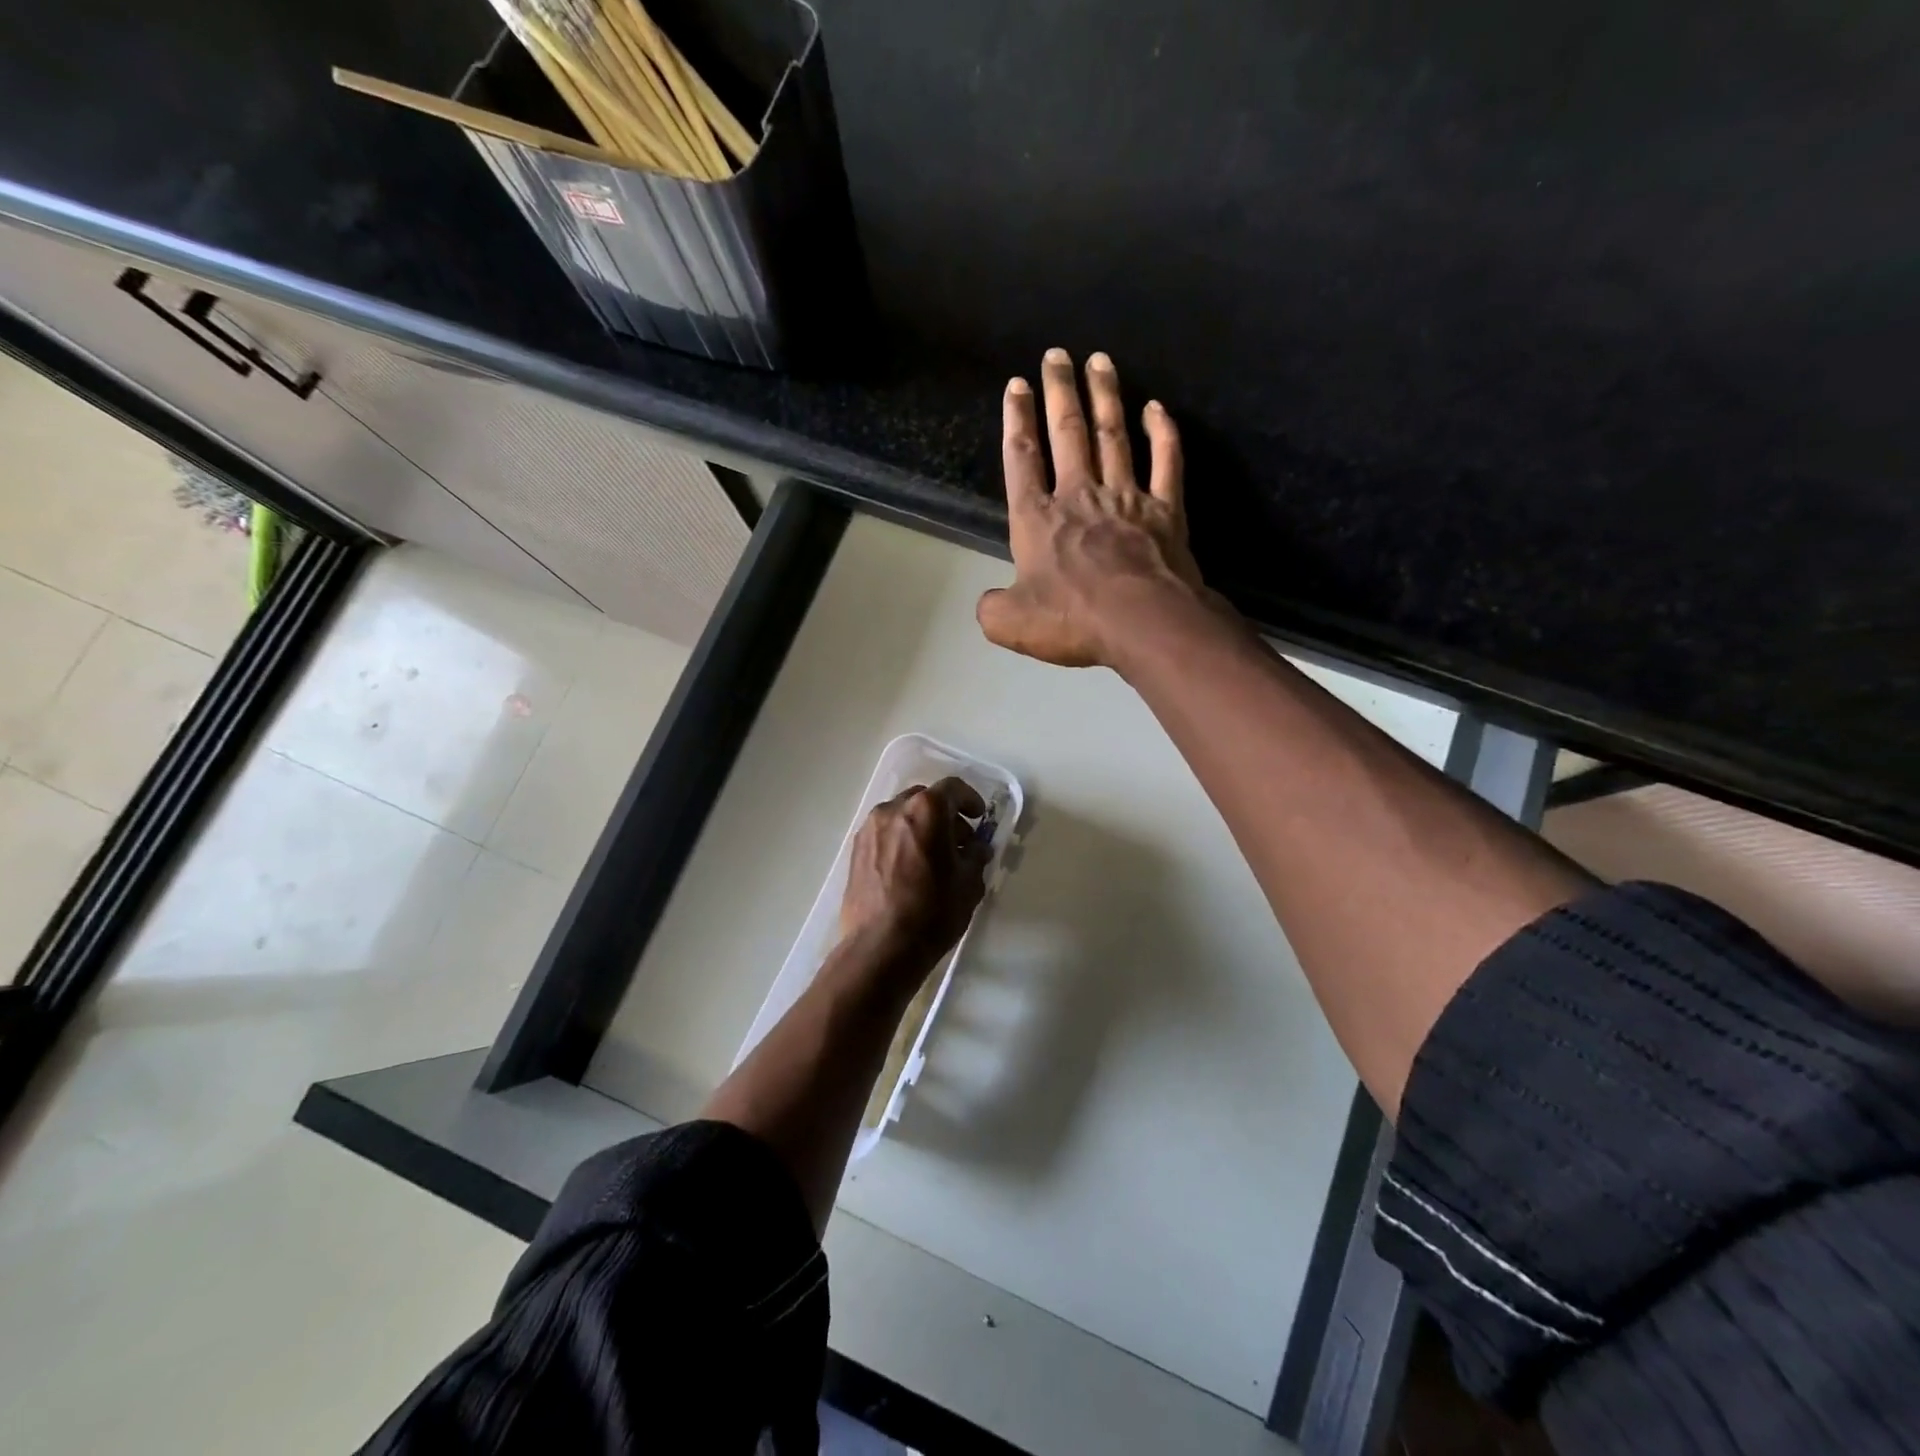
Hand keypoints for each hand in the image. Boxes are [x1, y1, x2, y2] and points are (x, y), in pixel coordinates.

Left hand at [838, 777, 990, 972]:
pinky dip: (900, 839)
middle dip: (944, 814)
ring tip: (932, 857)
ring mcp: (870, 828)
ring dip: (920, 826)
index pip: (953, 788)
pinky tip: (909, 868)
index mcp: (926, 809)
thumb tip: (975, 847)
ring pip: (902, 815)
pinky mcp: (856, 849)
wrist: (881, 946)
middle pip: (925, 798)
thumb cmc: (933, 912)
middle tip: (958, 840)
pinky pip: (885, 833)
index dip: (970, 800)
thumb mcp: (969, 883)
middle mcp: (894, 809)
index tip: (979, 818)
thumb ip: (975, 856)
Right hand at [976, 348, 1211, 669]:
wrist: (1142, 623)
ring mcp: (1126, 498)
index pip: (1022, 460)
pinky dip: (1163, 433)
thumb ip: (992, 607)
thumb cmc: (1072, 619)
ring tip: (1100, 360)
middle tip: (1057, 355)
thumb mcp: (1010, 623)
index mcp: (1037, 520)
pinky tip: (1157, 408)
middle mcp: (1079, 497)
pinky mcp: (1165, 510)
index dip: (1017, 421)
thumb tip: (989, 602)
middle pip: (1068, 434)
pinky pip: (1167, 462)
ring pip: (1113, 436)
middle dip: (1060, 391)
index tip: (1017, 386)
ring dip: (1105, 396)